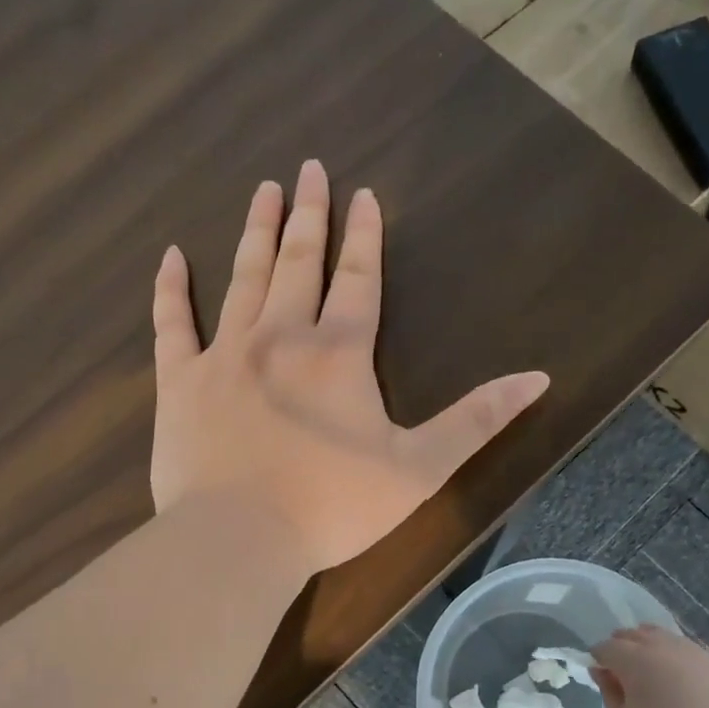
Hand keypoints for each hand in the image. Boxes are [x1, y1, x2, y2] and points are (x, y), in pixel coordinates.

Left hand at [151, 160, 549, 573]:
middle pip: (299, 262)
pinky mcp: (180, 383)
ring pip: (243, 278)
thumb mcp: (420, 470)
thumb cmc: (333, 508)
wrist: (239, 539)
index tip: (361, 193)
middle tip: (308, 168)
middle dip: (308, 215)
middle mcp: (281, 337)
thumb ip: (476, 421)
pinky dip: (170, 289)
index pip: (359, 279)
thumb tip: (538, 378)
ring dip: (256, 232)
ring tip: (263, 191)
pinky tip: (170, 256)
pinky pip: (172, 324)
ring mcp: (224, 355)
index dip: (364, 235)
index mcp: (339, 354)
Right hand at [591, 625, 708, 707]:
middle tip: (626, 673)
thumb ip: (610, 693)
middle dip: (627, 647)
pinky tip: (693, 693)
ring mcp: (703, 657)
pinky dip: (689, 669)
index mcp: (637, 659)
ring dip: (659, 653)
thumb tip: (603, 672)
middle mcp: (669, 648)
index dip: (599, 658)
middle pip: (640, 635)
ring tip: (660, 680)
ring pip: (673, 642)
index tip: (601, 676)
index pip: (608, 647)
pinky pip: (701, 661)